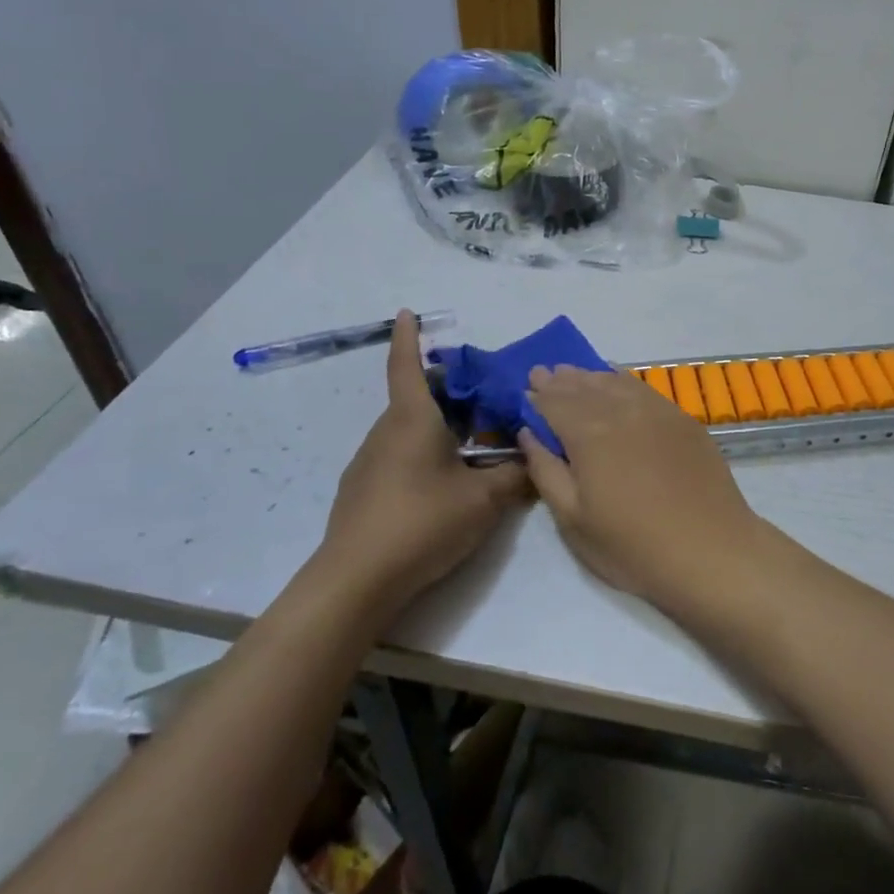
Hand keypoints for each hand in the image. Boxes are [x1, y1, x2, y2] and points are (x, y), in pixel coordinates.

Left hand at [320, 312, 529, 615]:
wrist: (356, 581)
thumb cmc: (422, 523)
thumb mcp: (484, 499)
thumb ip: (515, 475)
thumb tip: (537, 459)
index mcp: (412, 420)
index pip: (406, 365)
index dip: (409, 337)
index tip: (407, 312)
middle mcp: (386, 432)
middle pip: (416, 398)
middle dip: (448, 391)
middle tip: (484, 398)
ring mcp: (370, 463)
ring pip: (409, 430)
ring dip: (440, 427)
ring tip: (476, 445)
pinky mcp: (364, 491)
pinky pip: (399, 456)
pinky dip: (425, 454)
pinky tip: (446, 485)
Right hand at [517, 366, 770, 612]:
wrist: (710, 550)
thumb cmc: (632, 545)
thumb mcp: (573, 520)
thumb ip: (546, 470)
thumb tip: (529, 433)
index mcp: (589, 434)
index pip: (554, 403)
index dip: (537, 396)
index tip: (524, 389)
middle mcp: (621, 411)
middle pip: (583, 387)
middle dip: (560, 381)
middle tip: (543, 373)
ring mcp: (656, 411)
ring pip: (614, 382)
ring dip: (589, 376)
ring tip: (573, 374)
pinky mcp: (682, 419)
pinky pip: (644, 388)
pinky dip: (623, 380)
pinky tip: (617, 379)